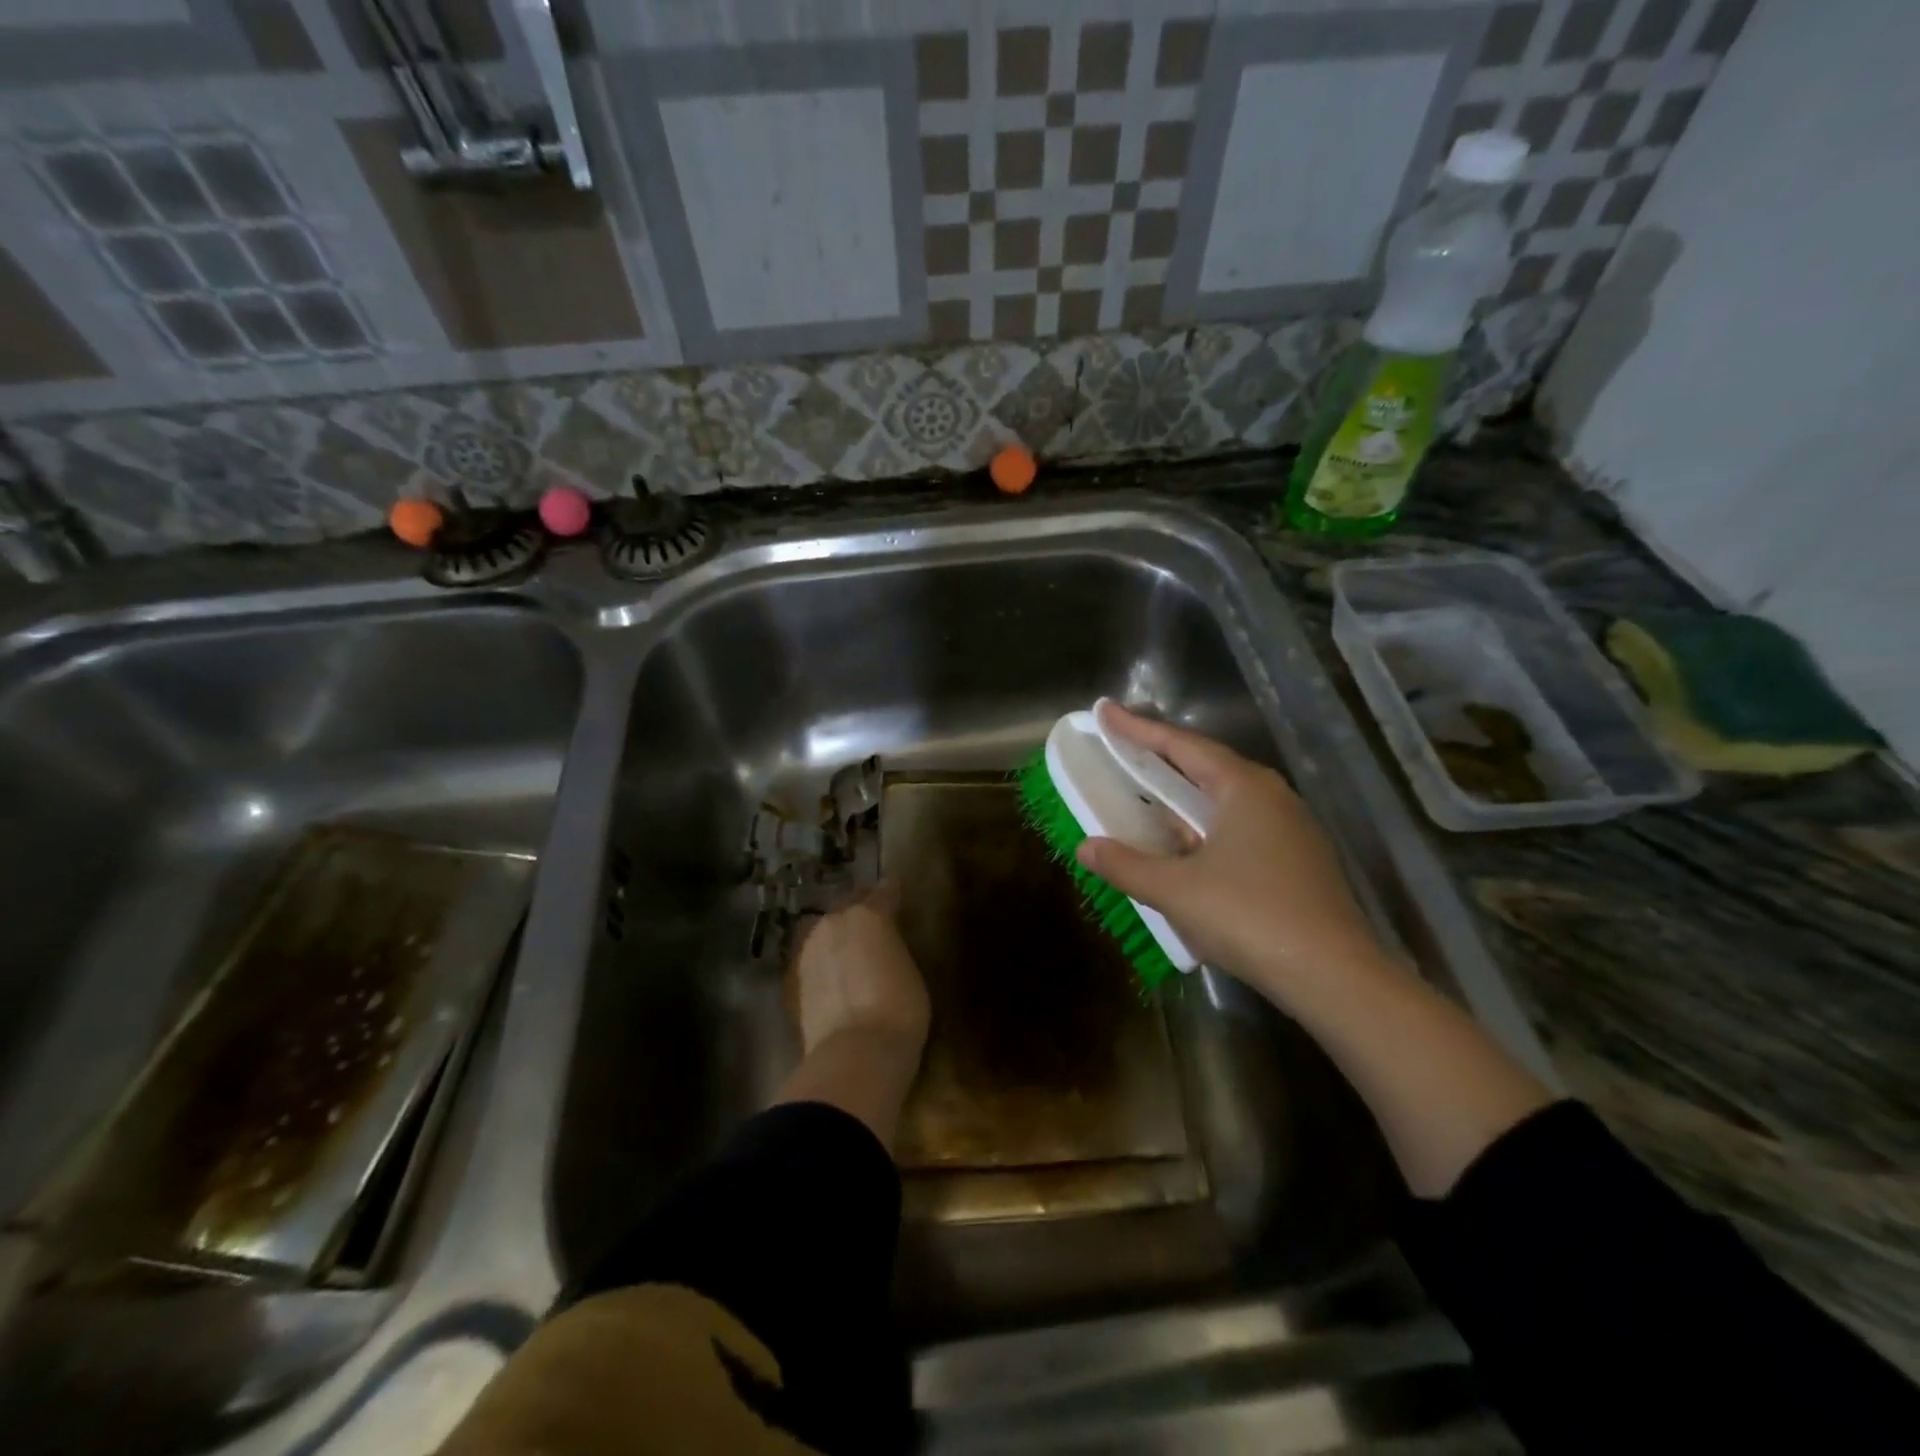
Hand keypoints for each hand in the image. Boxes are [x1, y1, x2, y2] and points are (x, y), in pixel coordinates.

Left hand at [787, 881, 930, 1057]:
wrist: (855, 1053)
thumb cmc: (899, 1009)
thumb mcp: (909, 971)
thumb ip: (893, 948)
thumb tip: (884, 947)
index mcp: (869, 914)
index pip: (884, 891)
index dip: (892, 890)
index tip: (896, 887)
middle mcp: (834, 922)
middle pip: (848, 904)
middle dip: (860, 907)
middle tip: (872, 915)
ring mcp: (809, 949)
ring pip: (824, 929)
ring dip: (837, 932)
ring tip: (849, 944)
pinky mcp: (794, 979)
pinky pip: (812, 957)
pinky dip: (823, 959)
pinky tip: (831, 970)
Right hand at [1076, 703, 1390, 1006]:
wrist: (1334, 976)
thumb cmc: (1249, 917)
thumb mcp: (1176, 891)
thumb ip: (1127, 865)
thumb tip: (1086, 848)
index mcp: (1244, 787)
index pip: (1182, 745)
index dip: (1138, 729)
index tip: (1105, 711)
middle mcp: (1272, 796)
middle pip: (1206, 766)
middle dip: (1161, 759)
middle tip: (1123, 750)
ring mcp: (1291, 828)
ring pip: (1225, 799)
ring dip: (1184, 798)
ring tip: (1147, 799)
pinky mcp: (1299, 860)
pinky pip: (1240, 827)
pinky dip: (1205, 827)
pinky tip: (1187, 849)